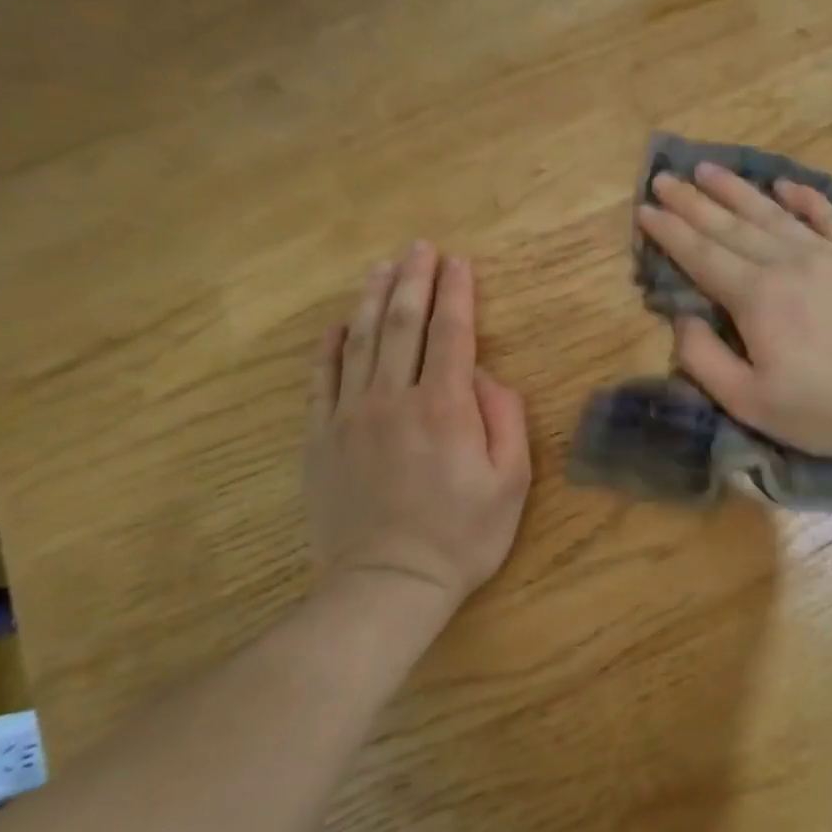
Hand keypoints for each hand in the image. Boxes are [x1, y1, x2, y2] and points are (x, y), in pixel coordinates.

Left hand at [305, 244, 531, 613]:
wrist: (387, 584)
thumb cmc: (462, 535)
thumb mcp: (511, 481)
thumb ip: (506, 419)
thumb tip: (487, 376)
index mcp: (445, 406)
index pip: (452, 332)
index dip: (457, 292)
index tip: (459, 262)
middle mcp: (395, 398)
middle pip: (402, 323)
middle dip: (414, 280)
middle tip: (420, 247)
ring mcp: (350, 415)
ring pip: (359, 341)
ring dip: (372, 298)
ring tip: (382, 267)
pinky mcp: (320, 437)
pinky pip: (322, 378)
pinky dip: (330, 345)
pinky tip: (339, 323)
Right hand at [634, 163, 831, 461]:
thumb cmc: (824, 411)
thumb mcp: (748, 402)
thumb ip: (703, 359)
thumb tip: (681, 317)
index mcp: (756, 297)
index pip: (701, 255)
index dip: (669, 231)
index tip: (644, 209)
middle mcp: (788, 262)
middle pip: (730, 225)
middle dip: (692, 201)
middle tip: (665, 177)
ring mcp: (831, 253)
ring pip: (773, 213)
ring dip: (737, 190)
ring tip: (709, 169)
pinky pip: (830, 216)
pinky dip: (805, 198)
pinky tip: (785, 184)